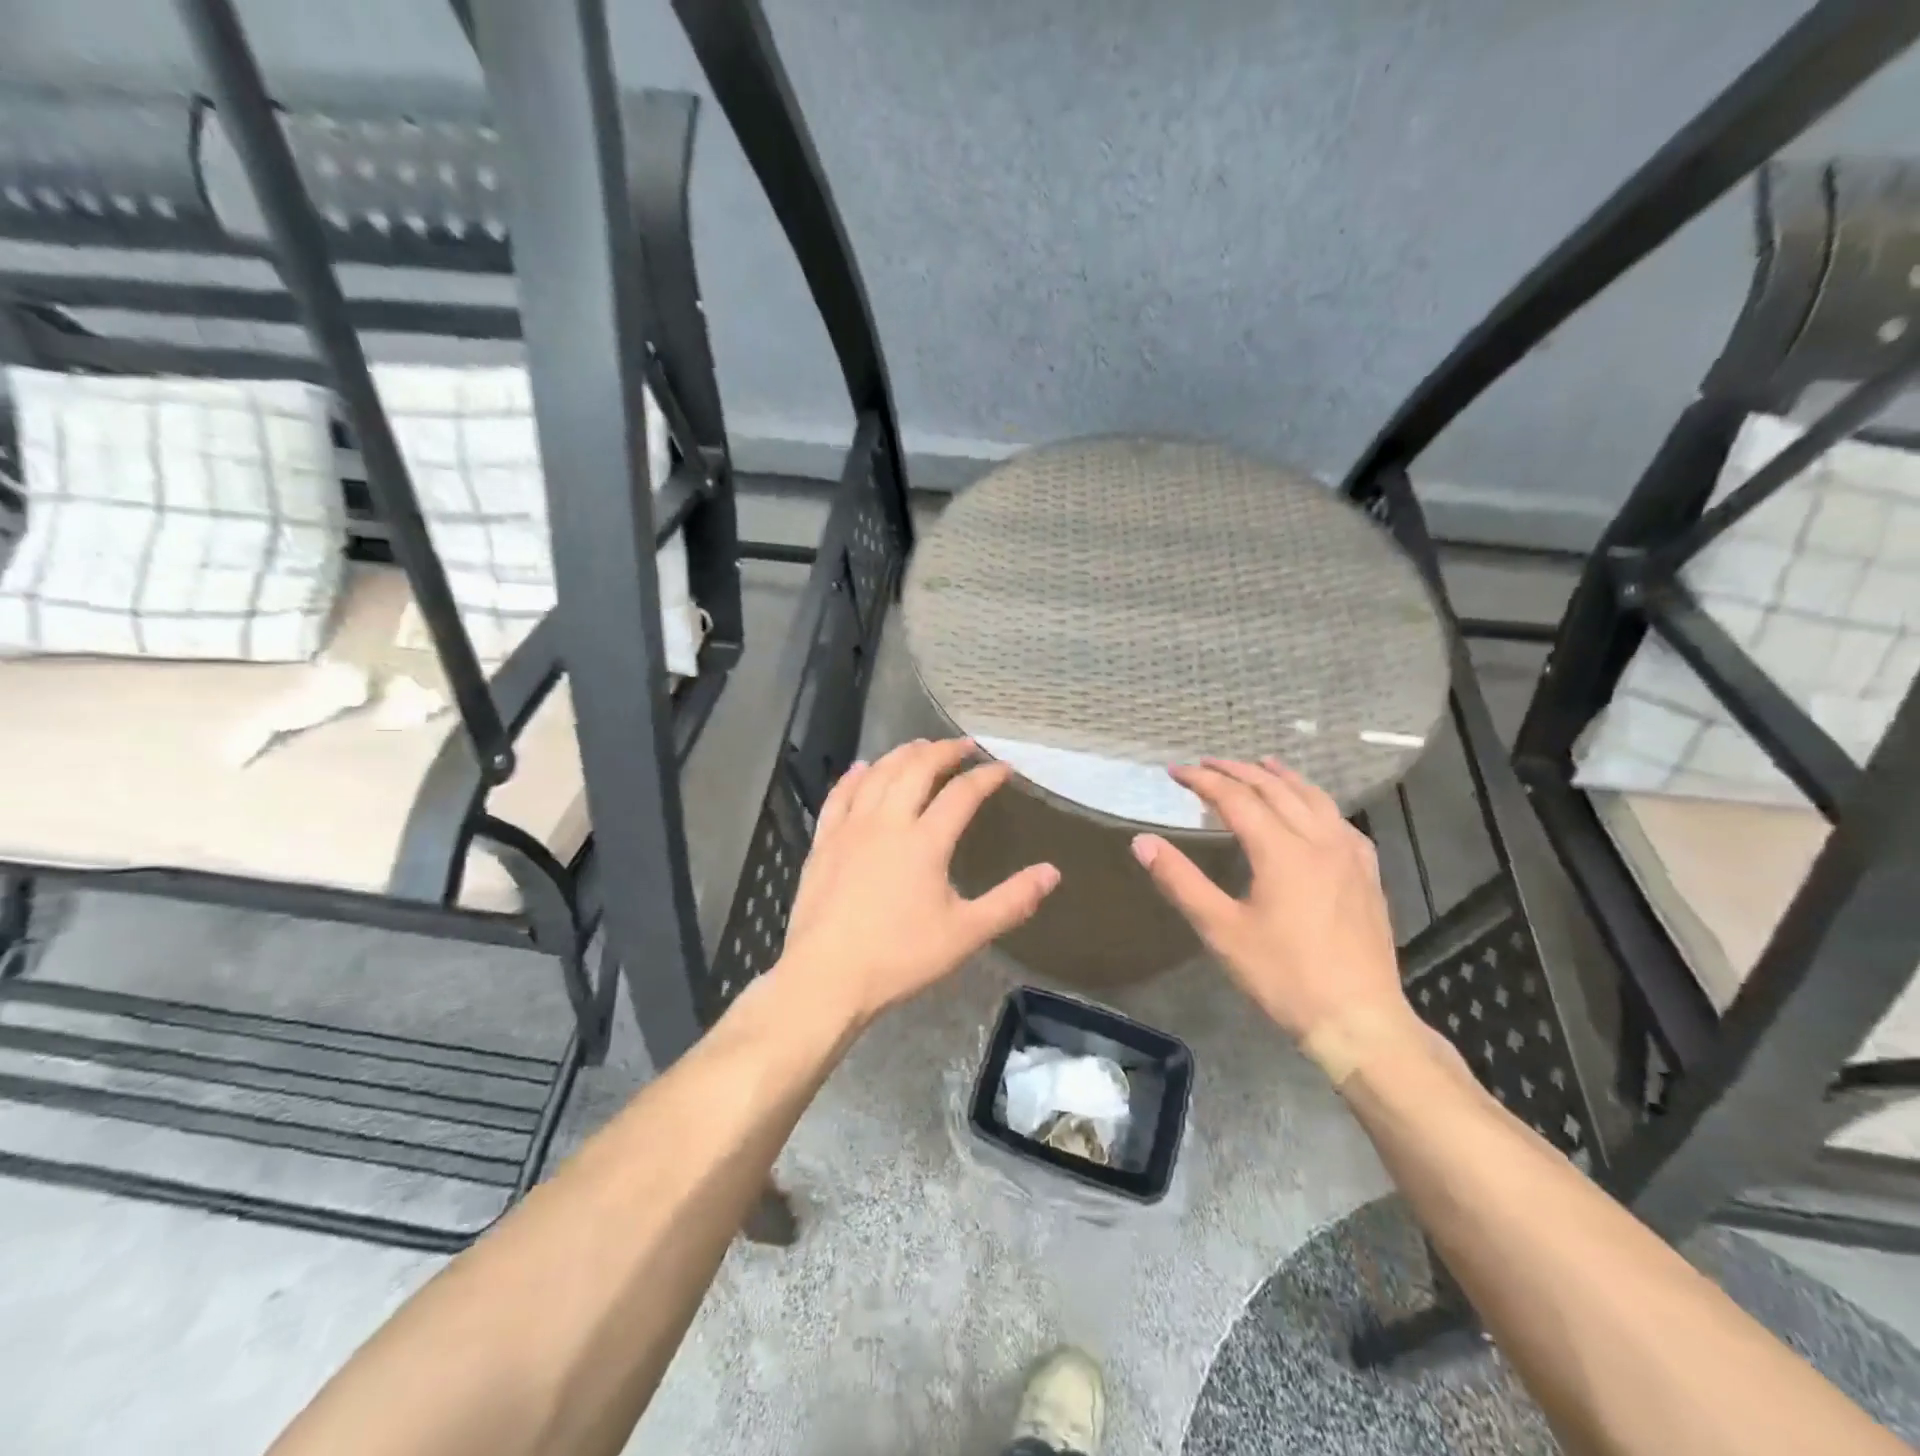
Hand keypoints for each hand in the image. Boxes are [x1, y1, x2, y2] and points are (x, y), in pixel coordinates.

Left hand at [774, 738, 1060, 1027]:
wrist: (827, 976)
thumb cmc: (900, 957)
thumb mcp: (965, 934)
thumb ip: (1011, 901)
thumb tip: (1052, 872)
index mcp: (925, 841)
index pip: (962, 794)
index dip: (985, 776)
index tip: (1002, 768)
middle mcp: (887, 822)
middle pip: (916, 769)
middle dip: (943, 751)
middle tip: (962, 745)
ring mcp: (850, 828)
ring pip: (878, 774)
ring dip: (902, 754)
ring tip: (920, 746)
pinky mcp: (824, 842)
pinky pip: (839, 795)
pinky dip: (855, 776)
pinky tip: (863, 767)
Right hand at [1131, 758, 1407, 1044]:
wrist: (1358, 1020)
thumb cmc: (1283, 976)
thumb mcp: (1221, 930)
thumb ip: (1180, 881)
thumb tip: (1142, 842)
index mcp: (1282, 851)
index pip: (1236, 799)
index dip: (1203, 781)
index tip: (1175, 771)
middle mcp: (1319, 841)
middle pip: (1276, 790)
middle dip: (1238, 771)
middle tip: (1207, 763)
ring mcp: (1350, 856)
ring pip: (1314, 799)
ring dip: (1282, 778)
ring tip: (1262, 764)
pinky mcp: (1368, 875)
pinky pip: (1340, 822)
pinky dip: (1317, 803)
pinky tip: (1314, 811)